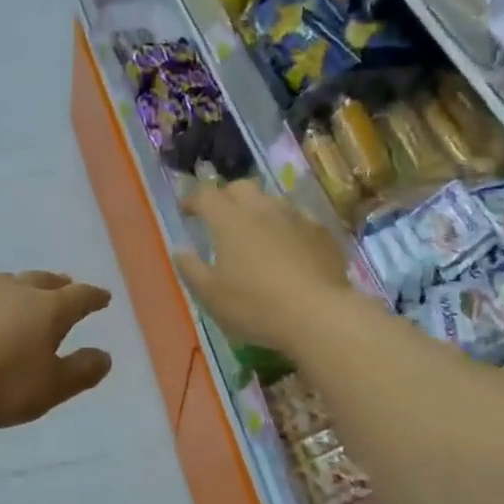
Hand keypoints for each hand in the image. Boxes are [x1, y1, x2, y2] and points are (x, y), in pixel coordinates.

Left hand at [0, 272, 113, 429]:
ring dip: (23, 286)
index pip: (79, 297)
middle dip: (59, 284)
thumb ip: (80, 372)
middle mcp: (15, 290)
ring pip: (9, 282)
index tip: (104, 297)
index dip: (94, 297)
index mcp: (48, 309)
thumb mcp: (48, 388)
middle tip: (67, 285)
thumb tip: (105, 356)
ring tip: (25, 293)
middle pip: (43, 280)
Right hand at [175, 181, 355, 354]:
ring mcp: (297, 218)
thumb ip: (191, 270)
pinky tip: (290, 248)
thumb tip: (181, 252)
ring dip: (259, 211)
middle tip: (221, 218)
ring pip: (273, 201)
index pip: (206, 195)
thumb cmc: (255, 306)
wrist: (318, 315)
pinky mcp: (323, 234)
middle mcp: (263, 209)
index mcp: (230, 220)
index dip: (192, 200)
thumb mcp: (211, 296)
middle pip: (241, 187)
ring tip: (256, 234)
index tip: (187, 213)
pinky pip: (300, 220)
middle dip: (227, 197)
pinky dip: (288, 228)